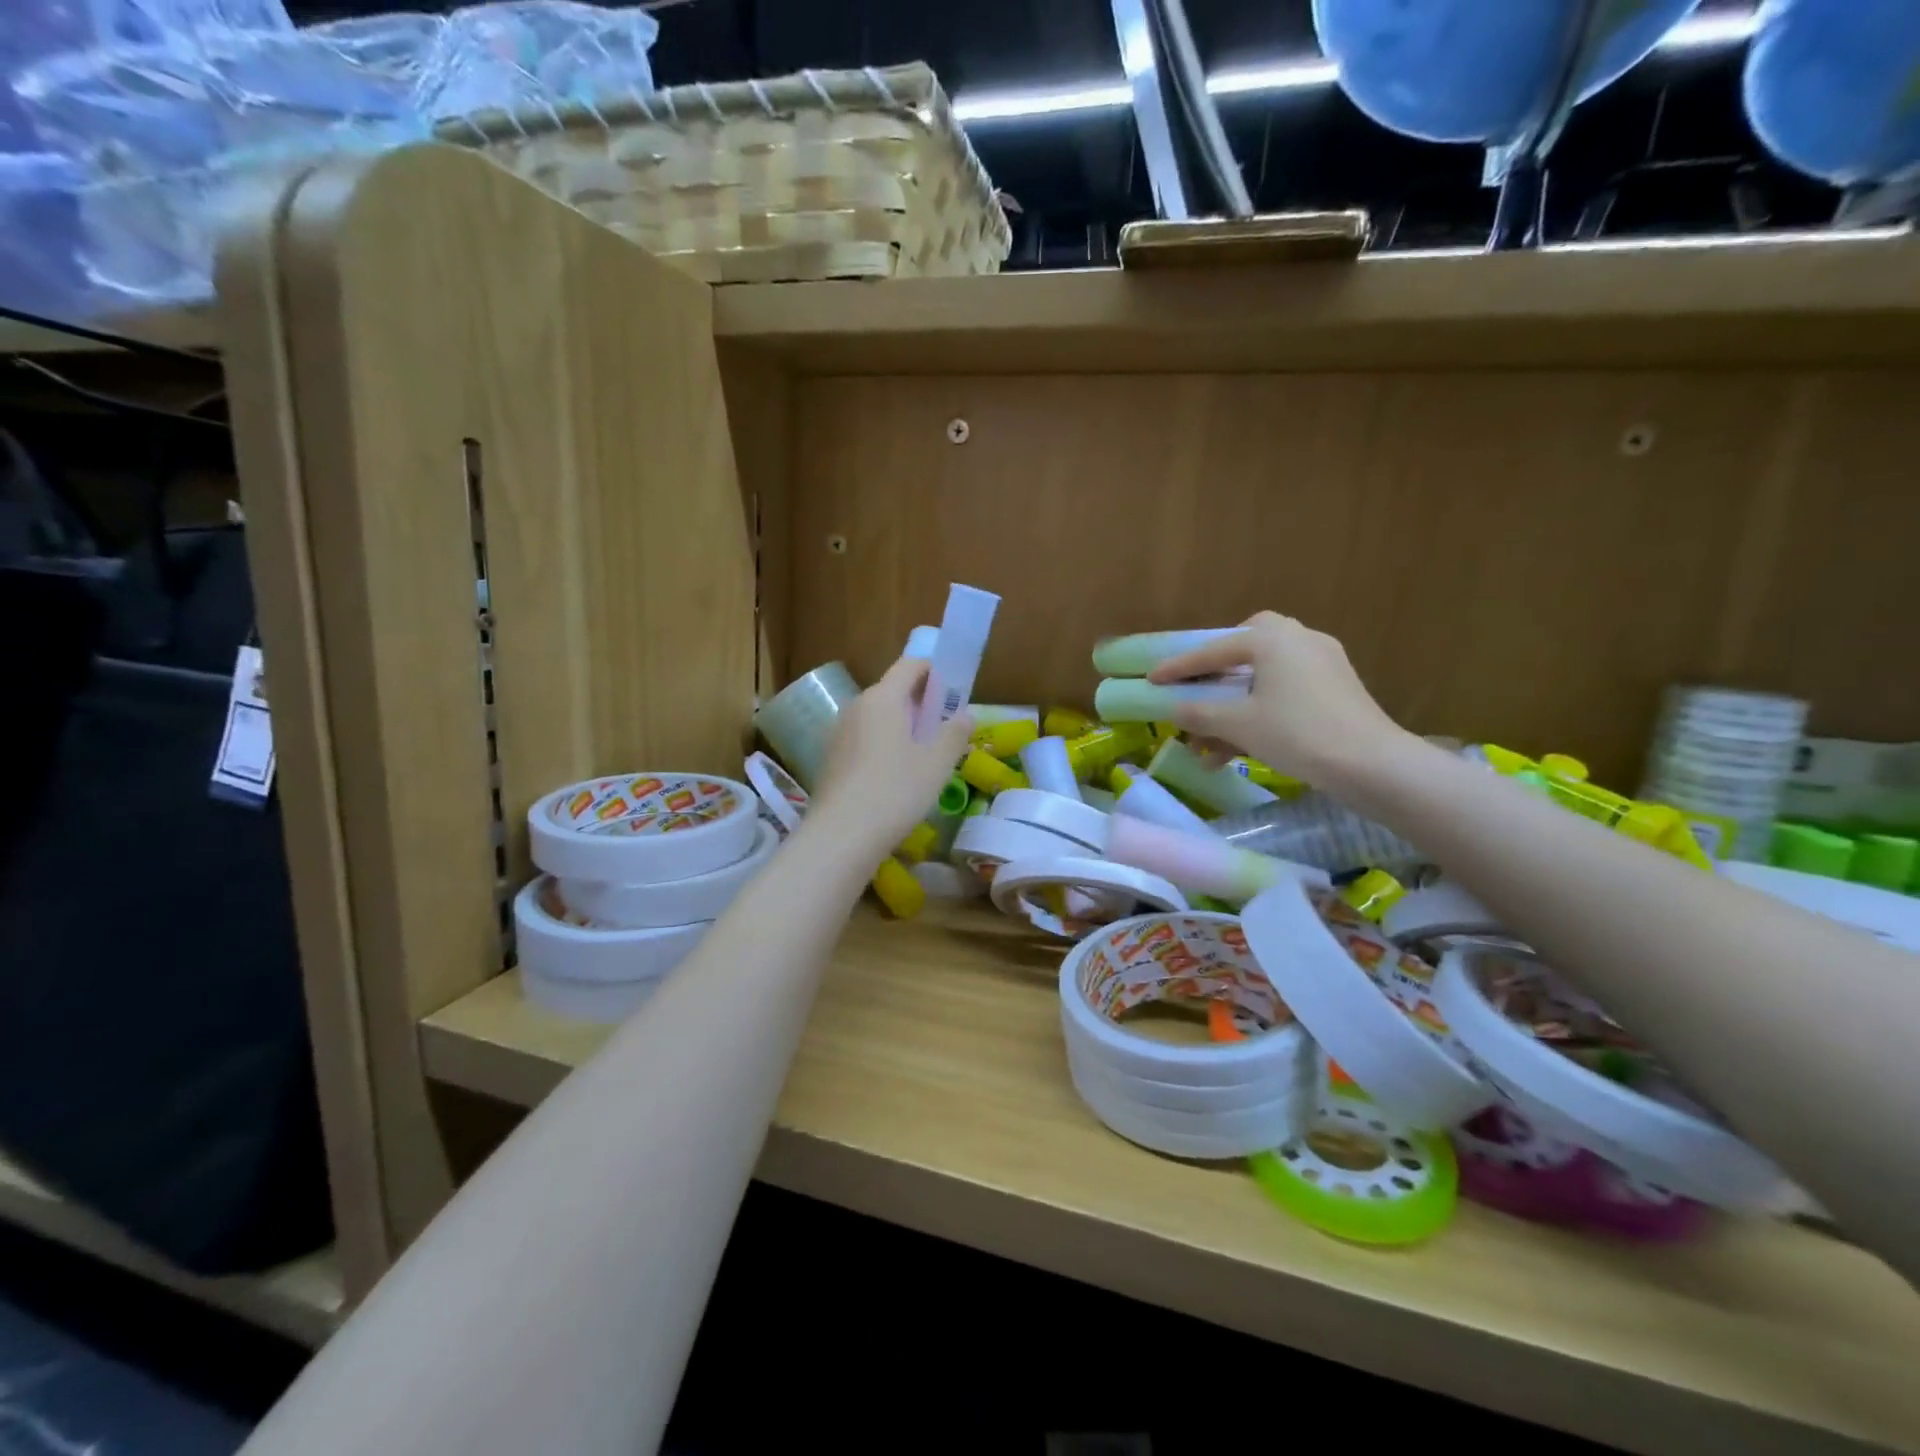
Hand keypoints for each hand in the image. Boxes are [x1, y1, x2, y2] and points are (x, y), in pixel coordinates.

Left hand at [811, 656, 973, 856]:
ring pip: (876, 718)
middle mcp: (856, 706)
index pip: (909, 666)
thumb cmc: (896, 791)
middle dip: (919, 703)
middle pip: (891, 691)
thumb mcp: (937, 763)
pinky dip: (883, 745)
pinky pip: (863, 740)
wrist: (842, 835)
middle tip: (943, 727)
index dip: (933, 671)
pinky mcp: (831, 759)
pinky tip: (896, 776)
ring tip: (923, 755)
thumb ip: (954, 733)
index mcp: (883, 698)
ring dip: (901, 726)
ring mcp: (839, 733)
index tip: (952, 688)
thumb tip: (965, 715)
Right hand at [1147, 611, 1409, 786]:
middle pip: (1247, 646)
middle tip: (1200, 687)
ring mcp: (1323, 663)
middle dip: (1219, 668)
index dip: (1179, 668)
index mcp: (1273, 638)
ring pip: (1265, 677)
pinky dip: (1261, 712)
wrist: (1372, 765)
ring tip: (1209, 744)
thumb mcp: (1239, 724)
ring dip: (1234, 706)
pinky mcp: (1336, 689)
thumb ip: (1200, 713)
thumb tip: (1174, 709)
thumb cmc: (1297, 734)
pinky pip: (1286, 692)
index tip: (1151, 679)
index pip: (1214, 650)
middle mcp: (1299, 639)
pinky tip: (1242, 748)